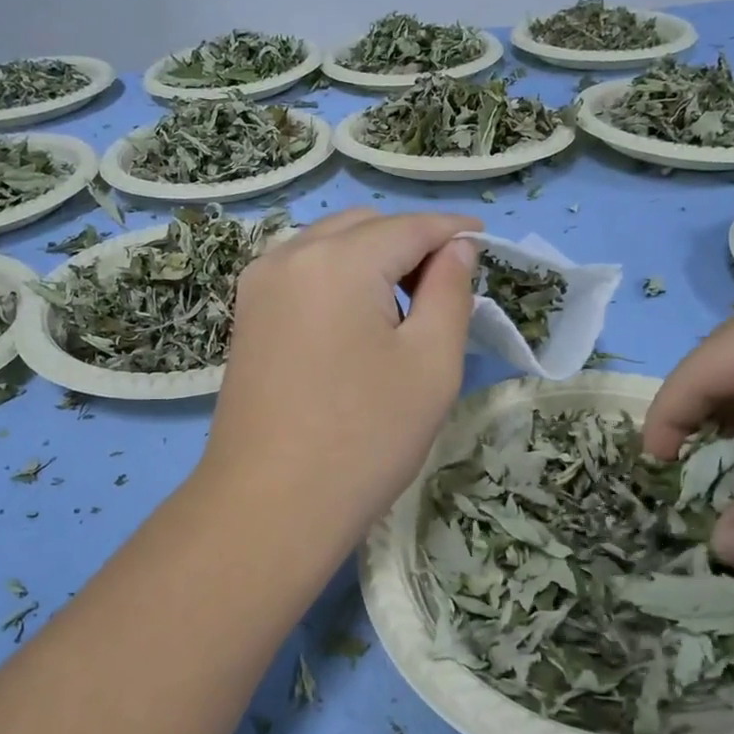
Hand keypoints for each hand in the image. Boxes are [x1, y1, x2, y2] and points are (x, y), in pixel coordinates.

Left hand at [200, 208, 478, 566]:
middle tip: (449, 283)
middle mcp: (289, 256)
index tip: (487, 242)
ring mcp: (259, 285)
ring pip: (329, 244)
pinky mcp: (247, 316)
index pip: (408, 227)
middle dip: (411, 242)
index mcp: (338, 261)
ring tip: (409, 303)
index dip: (453, 230)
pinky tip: (361, 316)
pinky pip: (303, 271)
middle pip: (364, 226)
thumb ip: (450, 292)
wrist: (270, 506)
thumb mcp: (430, 364)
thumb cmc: (364, 438)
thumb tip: (457, 248)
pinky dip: (340, 276)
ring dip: (374, 257)